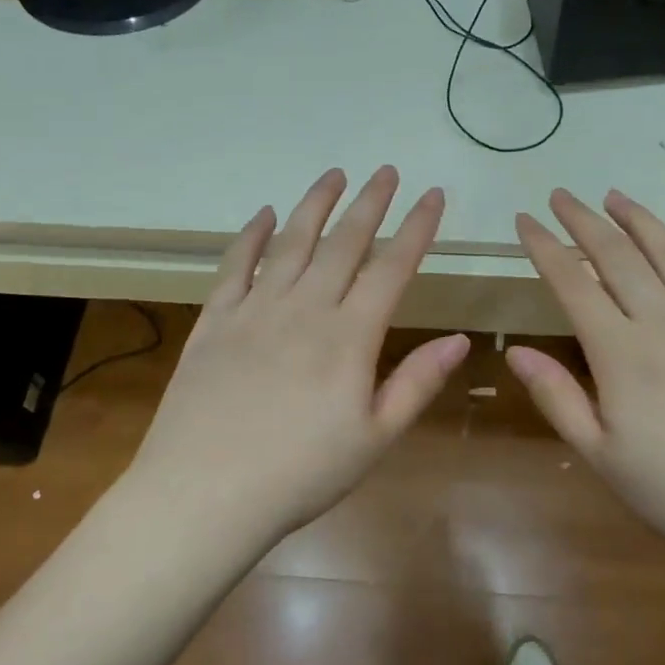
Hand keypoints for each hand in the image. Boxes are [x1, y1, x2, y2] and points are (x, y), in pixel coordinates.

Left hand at [126, 167, 470, 546]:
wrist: (204, 494)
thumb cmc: (299, 474)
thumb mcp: (374, 439)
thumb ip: (417, 383)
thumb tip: (460, 339)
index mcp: (349, 336)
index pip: (392, 267)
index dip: (416, 228)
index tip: (432, 194)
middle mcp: (304, 307)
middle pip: (344, 242)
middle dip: (370, 202)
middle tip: (386, 170)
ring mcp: (255, 309)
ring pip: (292, 241)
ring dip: (315, 204)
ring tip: (333, 174)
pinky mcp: (214, 320)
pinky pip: (235, 265)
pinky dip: (251, 235)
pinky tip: (263, 215)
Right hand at [508, 189, 664, 576]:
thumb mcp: (604, 459)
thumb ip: (558, 399)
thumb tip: (515, 352)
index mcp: (621, 353)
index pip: (572, 283)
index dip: (543, 247)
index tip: (523, 219)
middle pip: (618, 256)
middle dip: (584, 220)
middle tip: (562, 194)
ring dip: (640, 220)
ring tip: (616, 196)